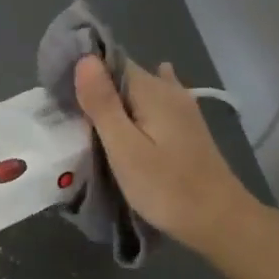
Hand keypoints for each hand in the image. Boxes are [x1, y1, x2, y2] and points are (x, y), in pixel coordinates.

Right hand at [72, 55, 260, 256]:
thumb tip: (84, 58)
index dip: (83, 70)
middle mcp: (168, 90)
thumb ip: (102, 103)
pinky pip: (156, 103)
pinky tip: (135, 107)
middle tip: (68, 114)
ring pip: (139, 91)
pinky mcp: (188, 127)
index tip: (59, 92)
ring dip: (115, 100)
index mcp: (151, 90)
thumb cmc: (166, 187)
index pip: (110, 61)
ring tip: (90, 119)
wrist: (220, 220)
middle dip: (97, 87)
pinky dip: (138, 106)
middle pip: (124, 76)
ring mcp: (183, 108)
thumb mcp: (124, 147)